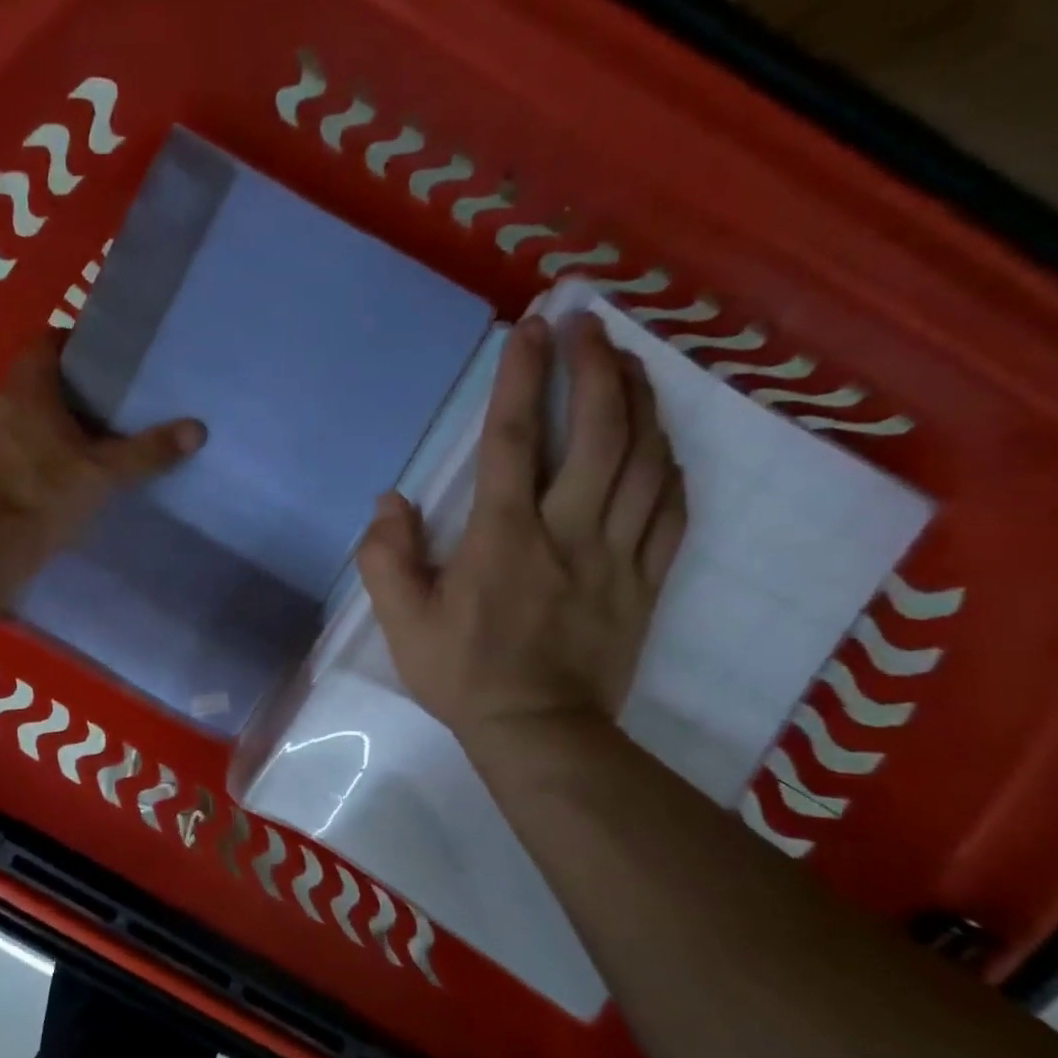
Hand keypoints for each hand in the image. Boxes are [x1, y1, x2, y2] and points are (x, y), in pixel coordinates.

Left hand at [0, 335, 205, 589]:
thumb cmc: (39, 500)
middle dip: (60, 397)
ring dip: (34, 431)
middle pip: (30, 384)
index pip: (46, 343)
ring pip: (9, 422)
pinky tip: (33, 488)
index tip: (99, 367)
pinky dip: (13, 461)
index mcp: (25, 389)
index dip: (72, 347)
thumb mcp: (101, 476)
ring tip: (68, 455)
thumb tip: (198, 428)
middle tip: (96, 418)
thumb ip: (146, 452)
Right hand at [357, 313, 687, 761]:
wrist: (539, 731)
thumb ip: (386, 558)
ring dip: (640, 403)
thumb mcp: (401, 622)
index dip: (521, 378)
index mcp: (503, 537)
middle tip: (591, 325)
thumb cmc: (463, 673)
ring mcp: (616, 554)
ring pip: (644, 462)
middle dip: (596, 368)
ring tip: (631, 365)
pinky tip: (662, 443)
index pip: (513, 440)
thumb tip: (390, 501)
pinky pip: (671, 511)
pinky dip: (669, 466)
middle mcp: (567, 531)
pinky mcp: (646, 581)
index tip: (530, 327)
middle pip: (598, 433)